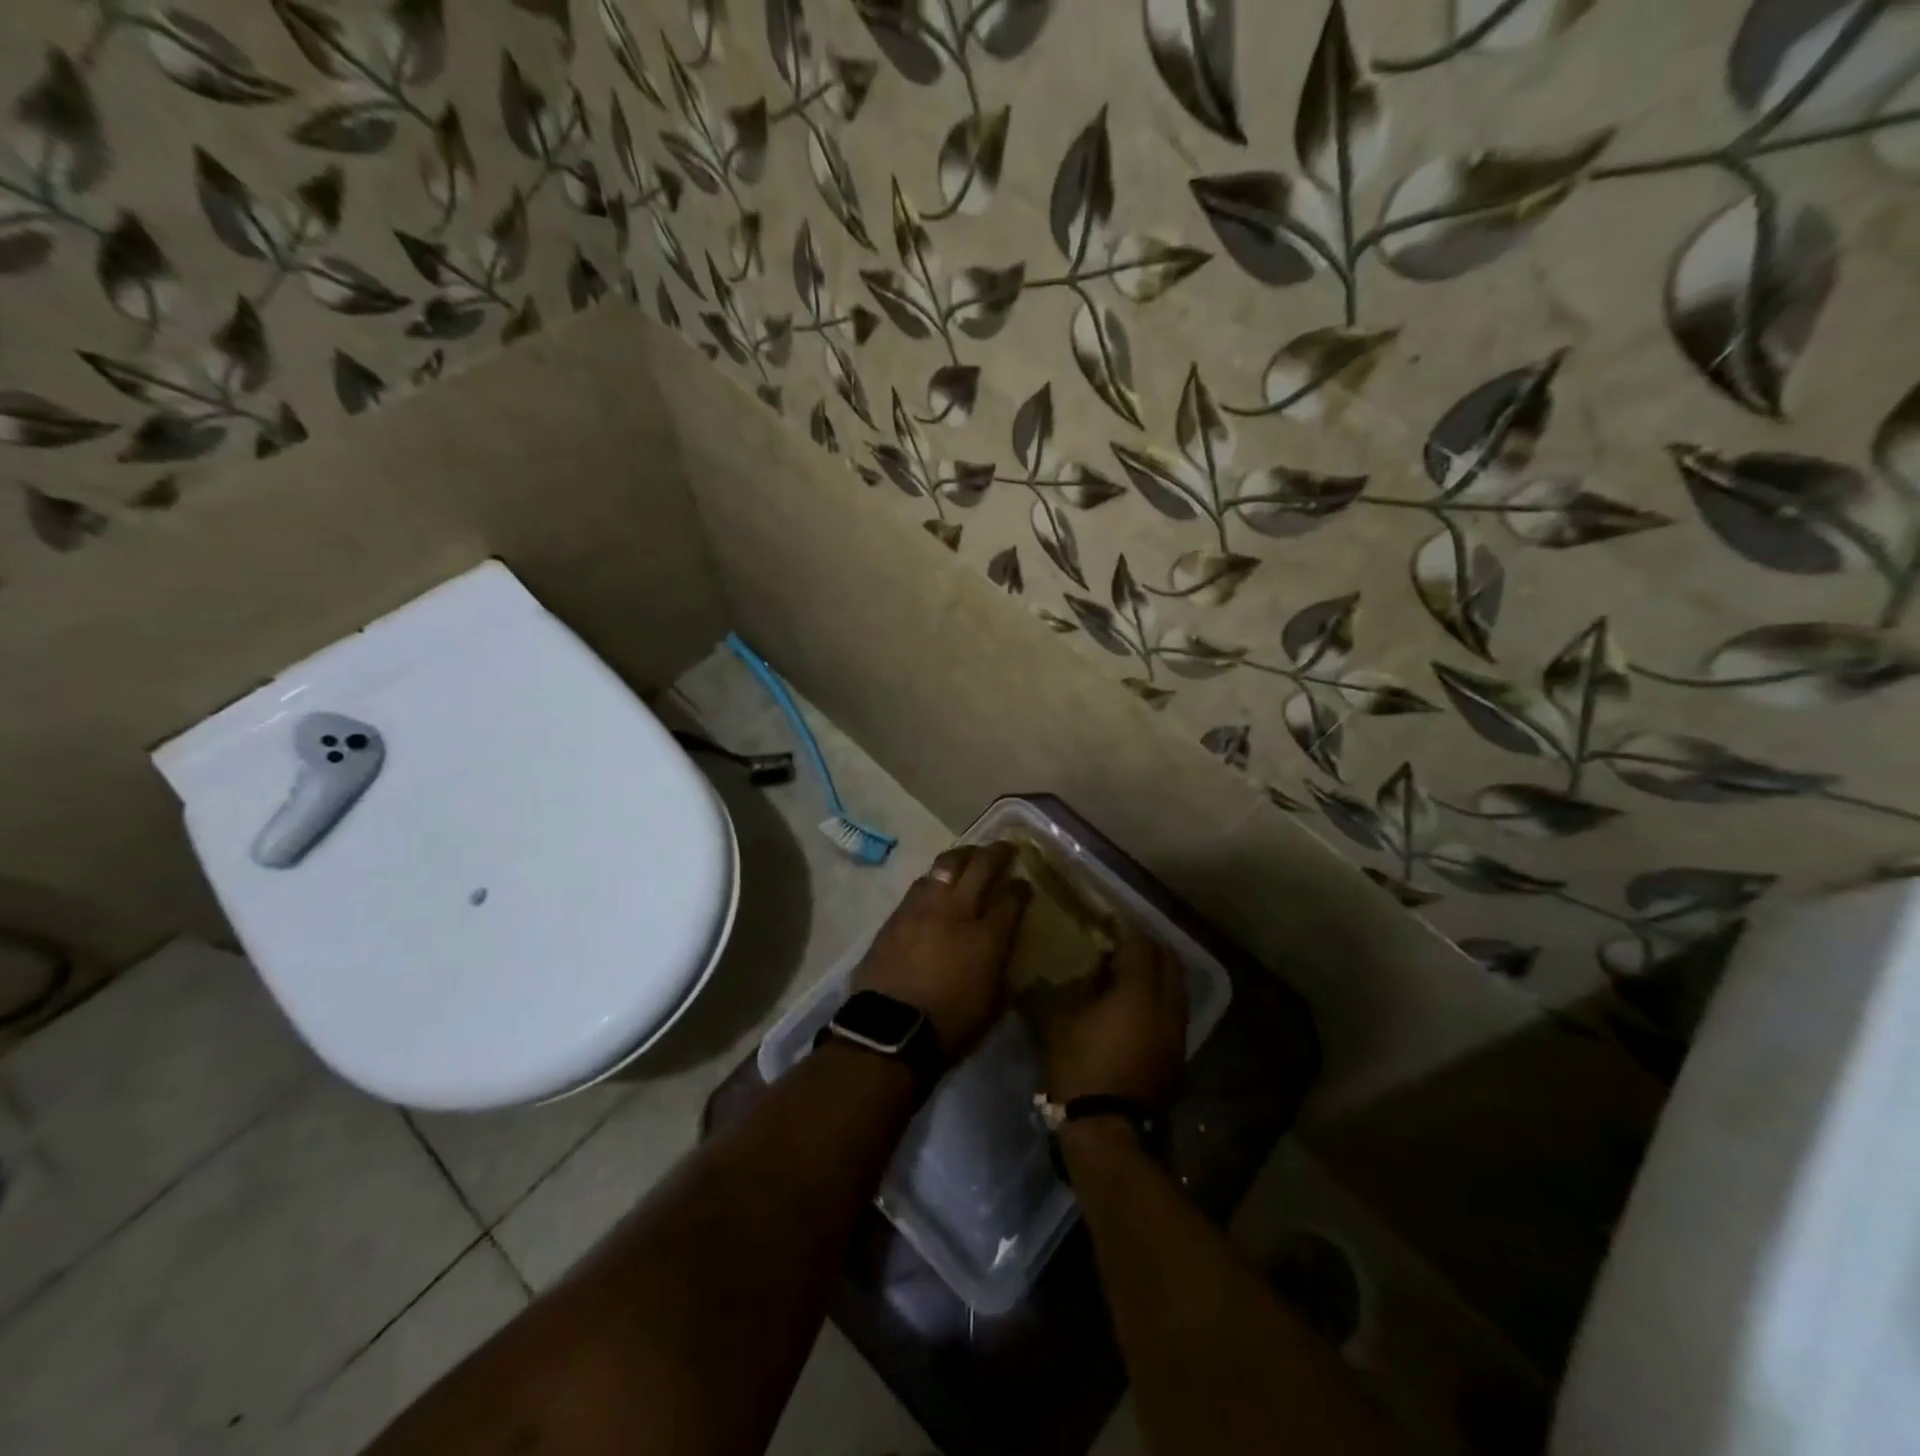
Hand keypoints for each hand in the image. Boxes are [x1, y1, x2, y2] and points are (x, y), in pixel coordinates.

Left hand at [852, 842, 1030, 1061]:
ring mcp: (923, 908)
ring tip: (968, 856)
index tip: (1024, 883)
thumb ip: (1002, 967)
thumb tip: (1004, 949)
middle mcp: (957, 912)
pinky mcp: (897, 915)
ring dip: (962, 857)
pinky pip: (920, 885)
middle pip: (980, 867)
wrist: (889, 1032)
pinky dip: (934, 878)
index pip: (1012, 899)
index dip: (1021, 888)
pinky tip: (937, 882)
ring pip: (946, 866)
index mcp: (987, 937)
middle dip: (996, 853)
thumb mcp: (993, 1004)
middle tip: (1004, 847)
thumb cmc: (950, 1028)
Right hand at [1029, 929, 1186, 1105]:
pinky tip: (1137, 1004)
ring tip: (1131, 971)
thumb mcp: (1061, 1020)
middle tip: (1125, 940)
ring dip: (1157, 972)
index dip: (1126, 927)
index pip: (1140, 945)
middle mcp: (1166, 1006)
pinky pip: (1173, 1010)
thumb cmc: (1079, 1066)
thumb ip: (1072, 987)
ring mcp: (1176, 1033)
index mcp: (1138, 992)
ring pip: (1176, 987)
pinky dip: (1159, 997)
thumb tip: (1078, 971)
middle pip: (1168, 961)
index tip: (1111, 917)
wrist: (1105, 1129)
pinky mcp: (1176, 1055)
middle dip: (1149, 945)